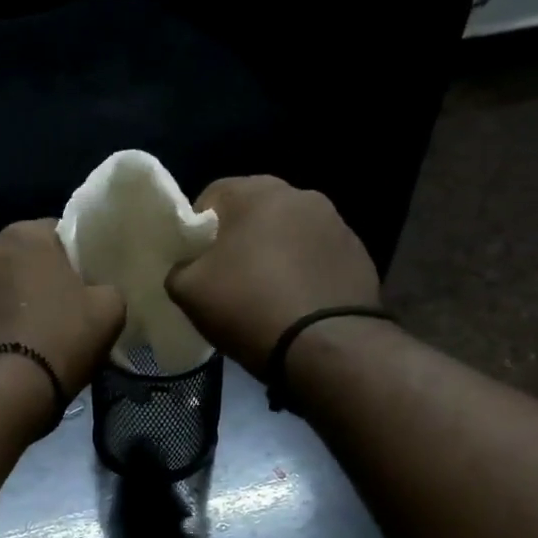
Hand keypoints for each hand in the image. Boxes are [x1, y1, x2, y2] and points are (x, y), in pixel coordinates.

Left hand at [0, 220, 125, 397]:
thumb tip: (93, 290)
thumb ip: (104, 287)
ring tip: (8, 335)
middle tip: (41, 314)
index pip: (53, 234)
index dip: (66, 261)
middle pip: (12, 258)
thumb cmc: (60, 343)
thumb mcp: (109, 312)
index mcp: (26, 235)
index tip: (73, 289)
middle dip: (24, 279)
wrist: (3, 391)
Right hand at [165, 175, 381, 378]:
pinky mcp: (358, 253)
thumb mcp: (188, 292)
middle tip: (226, 278)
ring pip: (288, 233)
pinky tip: (294, 302)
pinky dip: (302, 271)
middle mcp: (299, 195)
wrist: (325, 344)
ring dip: (274, 253)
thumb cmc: (248, 307)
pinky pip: (316, 256)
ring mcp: (335, 222)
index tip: (194, 262)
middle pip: (255, 211)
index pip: (212, 196)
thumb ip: (178, 269)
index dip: (197, 229)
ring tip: (264, 293)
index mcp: (255, 193)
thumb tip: (188, 268)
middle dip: (238, 238)